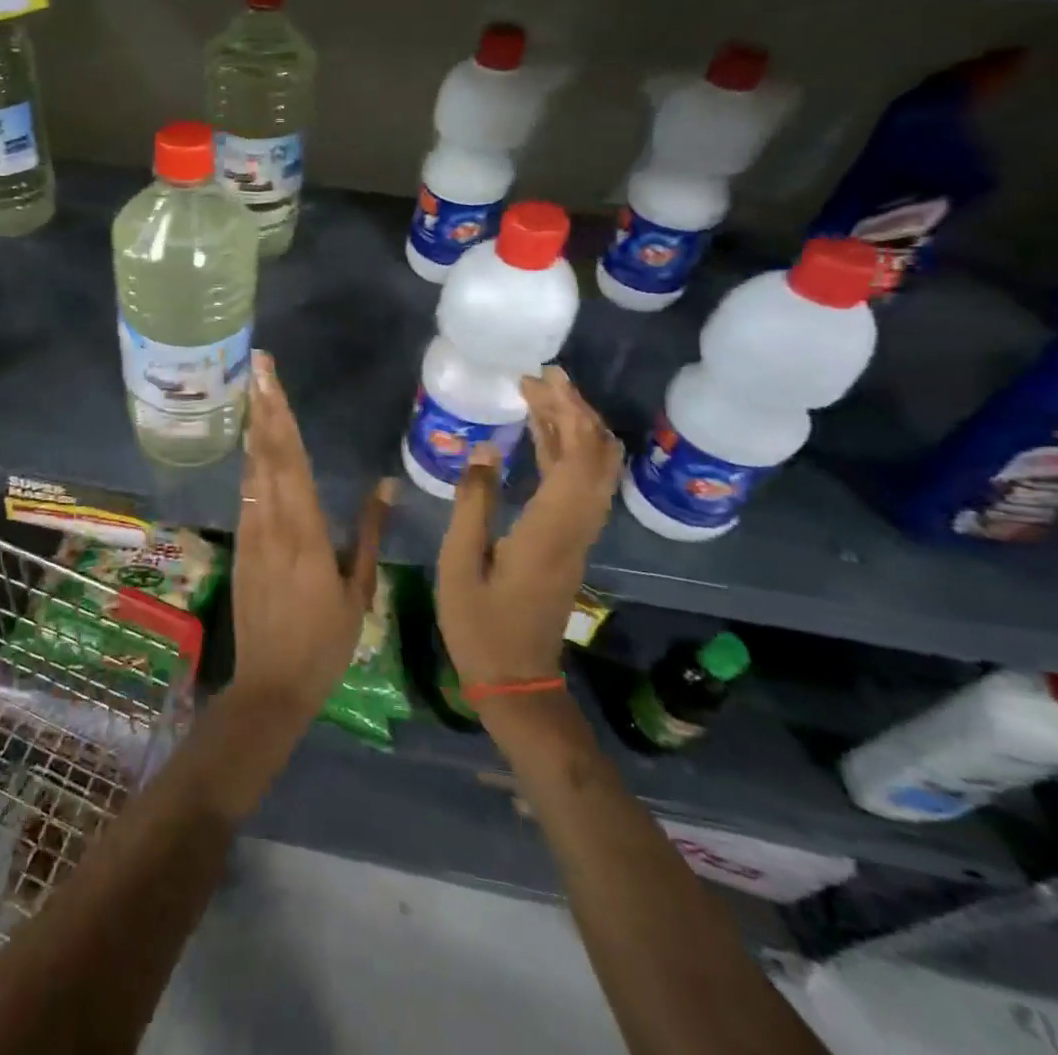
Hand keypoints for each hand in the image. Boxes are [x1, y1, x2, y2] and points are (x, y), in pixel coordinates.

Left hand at [231, 351, 393, 723]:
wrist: (271, 684)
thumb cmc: (324, 642)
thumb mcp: (357, 590)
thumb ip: (369, 533)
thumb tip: (386, 484)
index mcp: (304, 530)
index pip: (289, 458)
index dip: (279, 413)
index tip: (269, 377)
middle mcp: (271, 522)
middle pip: (265, 452)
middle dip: (262, 405)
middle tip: (258, 365)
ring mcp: (250, 532)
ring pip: (252, 469)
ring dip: (255, 428)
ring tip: (256, 391)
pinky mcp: (240, 545)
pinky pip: (247, 493)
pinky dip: (251, 461)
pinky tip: (255, 445)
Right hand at [436, 366, 622, 688]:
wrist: (516, 679)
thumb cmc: (480, 624)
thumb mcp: (460, 563)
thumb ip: (473, 503)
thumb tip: (486, 449)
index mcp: (550, 529)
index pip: (576, 458)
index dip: (566, 413)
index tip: (540, 380)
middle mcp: (576, 527)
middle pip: (597, 457)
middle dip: (576, 410)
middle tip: (541, 378)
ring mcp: (578, 536)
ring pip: (595, 470)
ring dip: (576, 428)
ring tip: (542, 396)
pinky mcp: (571, 543)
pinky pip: (582, 486)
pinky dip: (568, 453)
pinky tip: (542, 438)